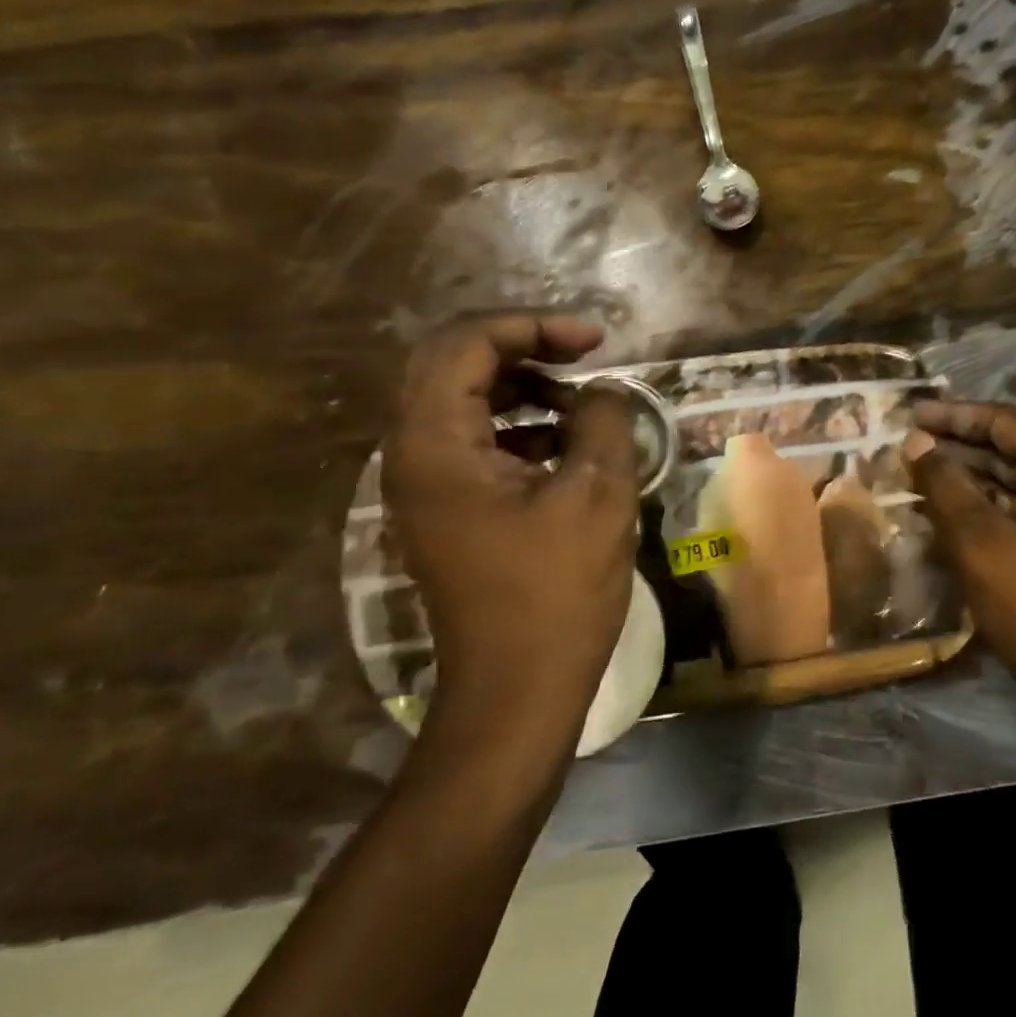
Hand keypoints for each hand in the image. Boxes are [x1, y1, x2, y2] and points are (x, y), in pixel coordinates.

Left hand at [383, 314, 640, 746]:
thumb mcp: (597, 494)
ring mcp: (424, 486)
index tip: (596, 341)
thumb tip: (602, 391)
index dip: (533, 326)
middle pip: (454, 364)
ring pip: (462, 400)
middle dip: (523, 347)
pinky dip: (517, 426)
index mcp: (435, 443)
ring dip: (521, 386)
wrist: (516, 690)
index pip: (467, 343)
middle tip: (583, 355)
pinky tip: (565, 444)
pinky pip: (472, 441)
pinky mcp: (445, 510)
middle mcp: (412, 454)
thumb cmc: (557, 592)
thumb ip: (603, 421)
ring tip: (580, 401)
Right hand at [902, 399, 1015, 728]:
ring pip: (1011, 485)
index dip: (954, 415)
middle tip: (906, 448)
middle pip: (1009, 450)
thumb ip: (944, 483)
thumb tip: (916, 442)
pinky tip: (944, 518)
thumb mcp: (979, 538)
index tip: (910, 414)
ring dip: (966, 481)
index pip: (1004, 422)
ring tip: (916, 480)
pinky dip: (982, 511)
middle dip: (956, 448)